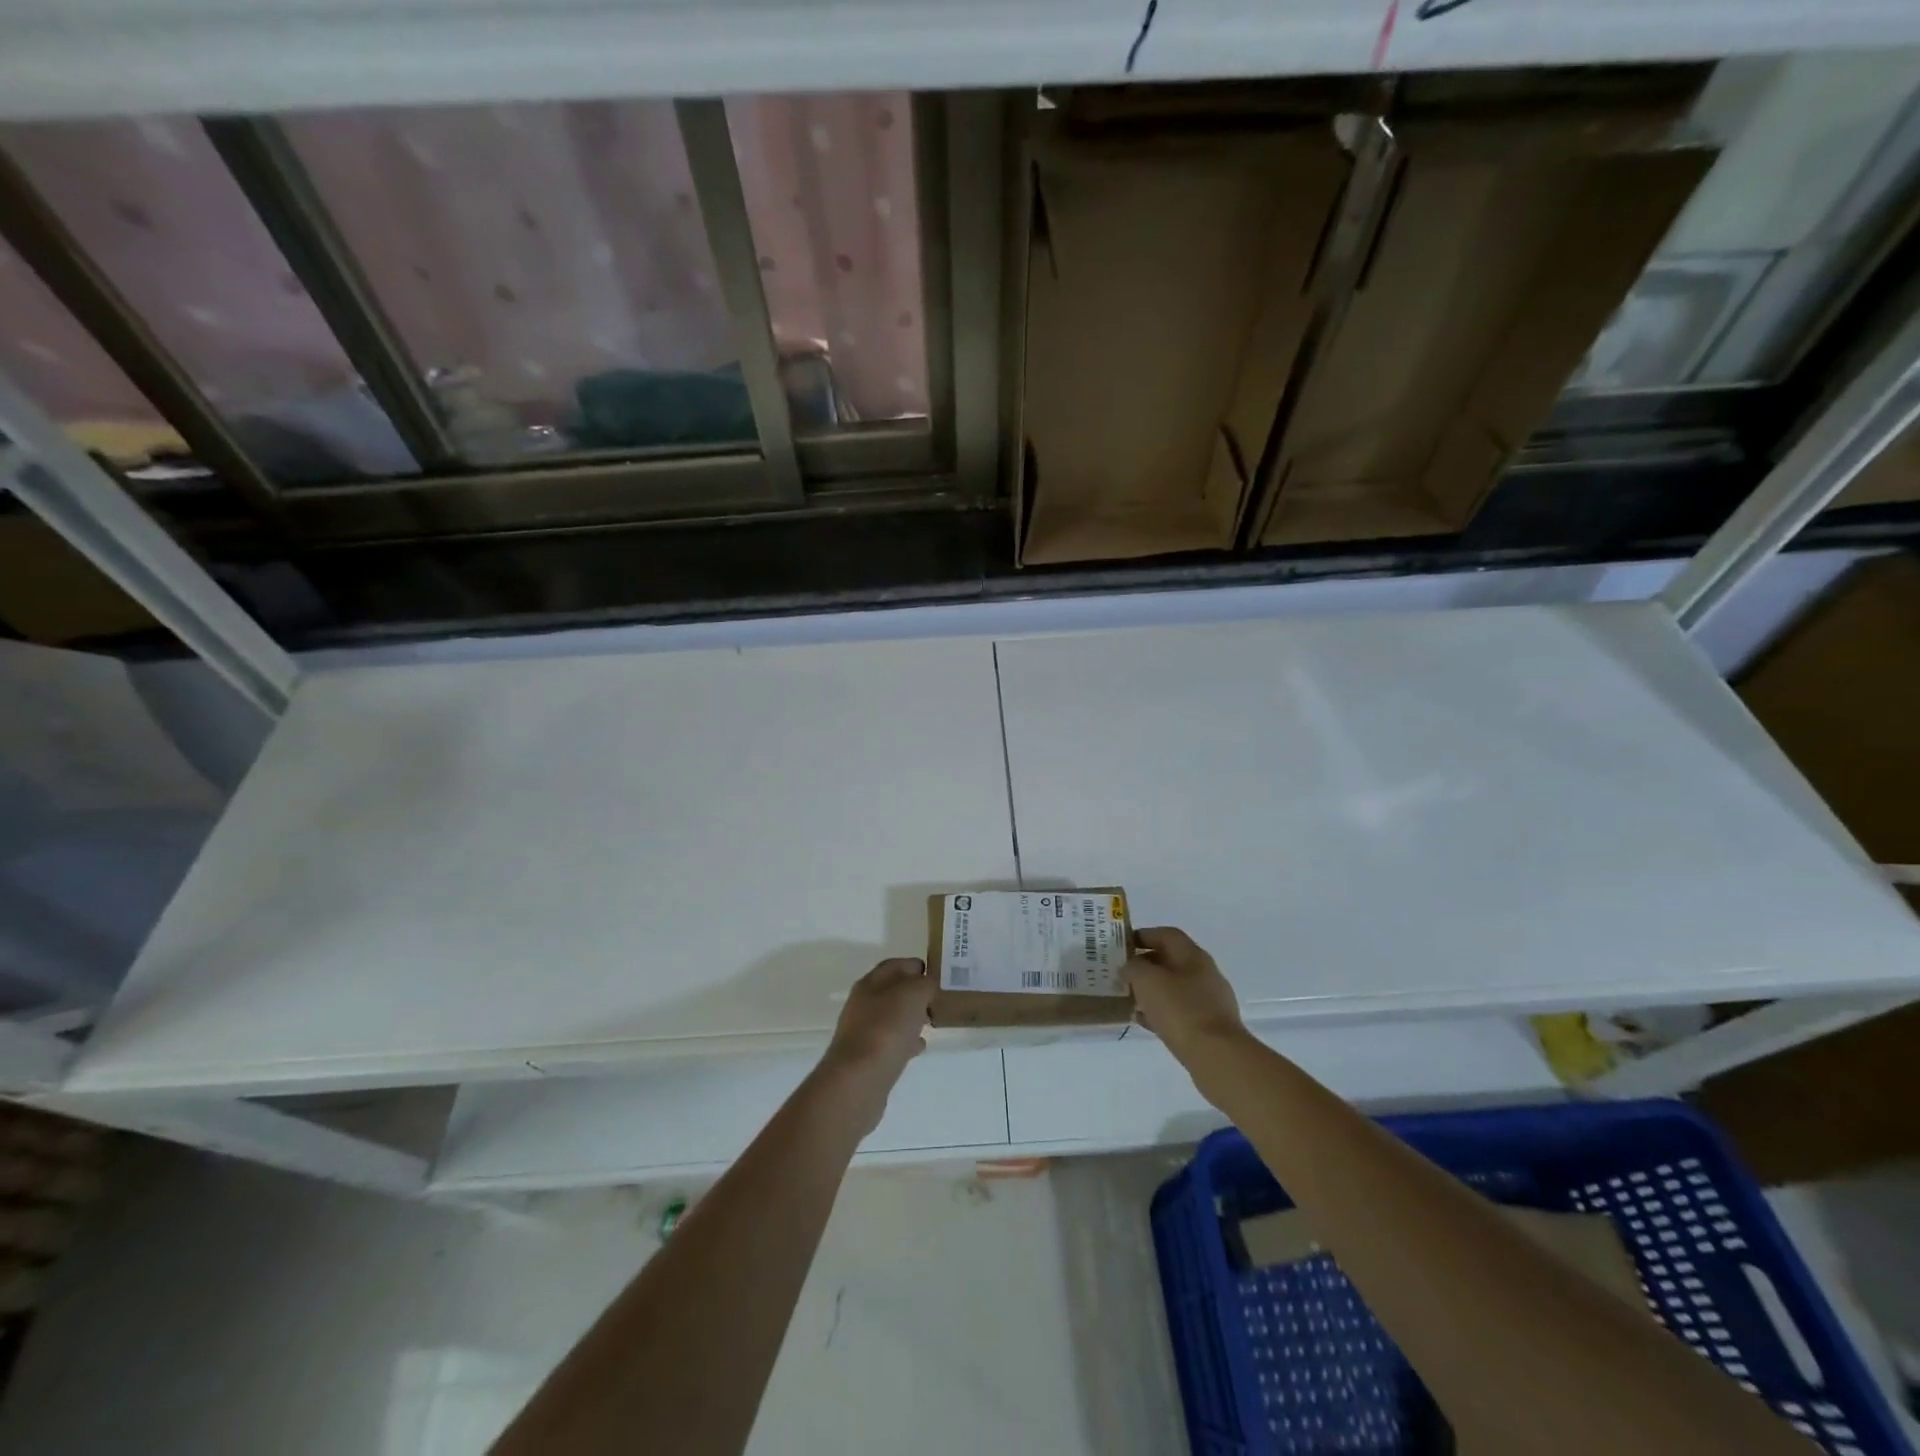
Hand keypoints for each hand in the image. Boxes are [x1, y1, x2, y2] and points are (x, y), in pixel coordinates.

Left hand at [822, 958, 931, 1084]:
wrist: (859, 1080)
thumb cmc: (886, 1029)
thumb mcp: (913, 994)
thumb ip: (924, 984)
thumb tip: (927, 985)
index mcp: (870, 983)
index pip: (894, 965)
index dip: (916, 966)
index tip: (938, 973)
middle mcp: (863, 1004)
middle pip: (892, 991)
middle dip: (915, 993)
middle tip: (938, 998)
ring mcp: (863, 1032)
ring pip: (892, 1017)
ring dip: (911, 1017)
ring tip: (932, 1021)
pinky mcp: (867, 1059)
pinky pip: (891, 1042)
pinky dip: (906, 1041)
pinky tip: (919, 1046)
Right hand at [1124, 927, 1245, 1060]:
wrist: (1216, 1056)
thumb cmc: (1180, 1010)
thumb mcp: (1147, 981)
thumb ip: (1133, 967)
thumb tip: (1130, 967)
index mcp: (1193, 956)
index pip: (1166, 935)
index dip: (1144, 935)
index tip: (1123, 945)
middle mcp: (1204, 973)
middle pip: (1171, 961)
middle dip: (1145, 965)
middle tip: (1123, 974)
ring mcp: (1210, 1001)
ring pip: (1174, 988)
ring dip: (1152, 991)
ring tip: (1130, 999)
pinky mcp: (1210, 1026)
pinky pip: (1180, 1012)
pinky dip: (1161, 1012)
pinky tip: (1144, 1022)